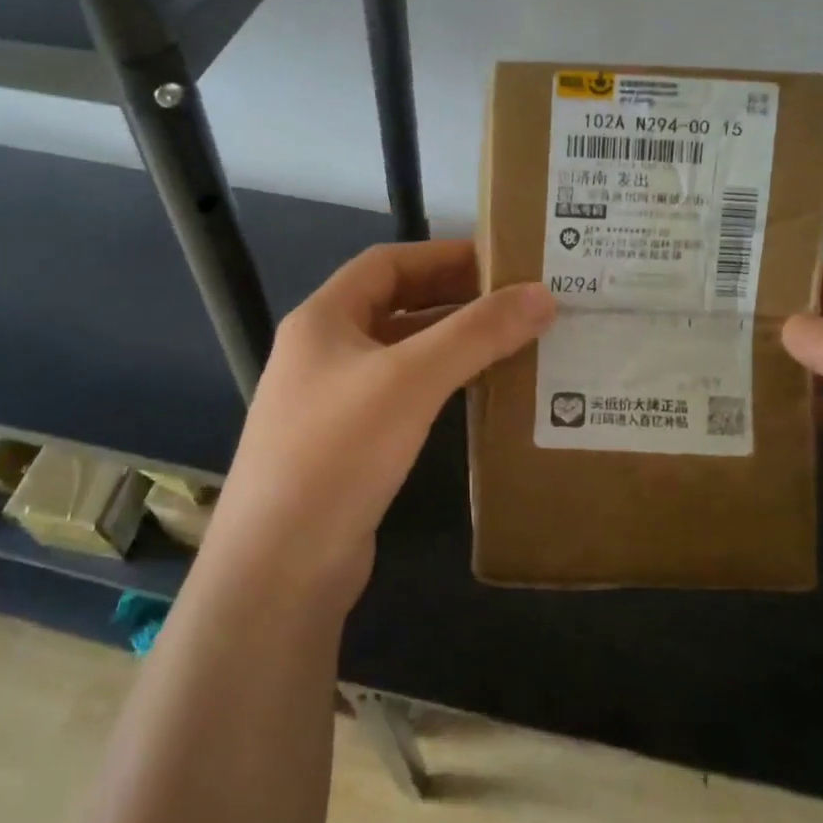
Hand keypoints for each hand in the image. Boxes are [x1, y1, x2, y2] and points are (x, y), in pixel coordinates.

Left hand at [204, 240, 555, 607]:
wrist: (280, 567)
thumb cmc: (338, 451)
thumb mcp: (411, 380)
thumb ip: (476, 334)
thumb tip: (542, 295)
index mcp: (322, 319)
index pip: (387, 263)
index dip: (442, 255)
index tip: (499, 259)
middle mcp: (323, 352)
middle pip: (395, 306)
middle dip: (453, 299)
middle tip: (515, 301)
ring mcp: (332, 402)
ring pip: (401, 354)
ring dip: (450, 344)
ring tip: (510, 341)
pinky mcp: (348, 446)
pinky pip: (402, 397)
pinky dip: (439, 386)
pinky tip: (478, 394)